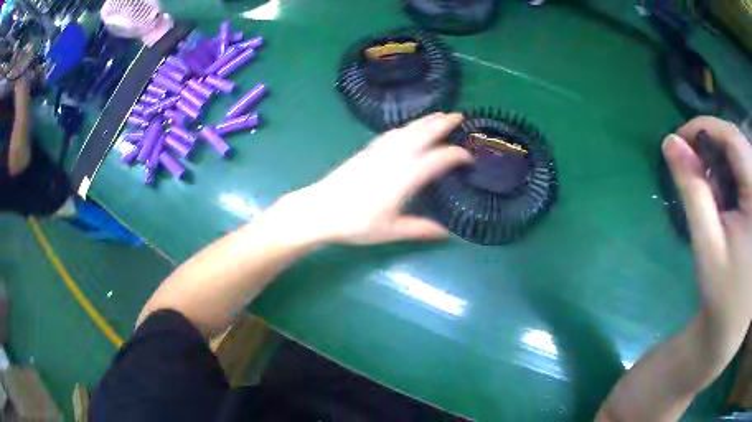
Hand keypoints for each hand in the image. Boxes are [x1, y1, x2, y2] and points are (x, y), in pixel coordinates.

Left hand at [269, 113, 472, 245]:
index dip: (456, 155)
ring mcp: (379, 151)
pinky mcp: (366, 151)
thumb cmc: (356, 222)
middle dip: (442, 123)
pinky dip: (405, 127)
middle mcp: (395, 157)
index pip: (438, 159)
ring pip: (407, 130)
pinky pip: (391, 133)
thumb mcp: (391, 230)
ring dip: (425, 121)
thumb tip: (446, 234)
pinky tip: (407, 128)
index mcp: (405, 176)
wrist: (320, 209)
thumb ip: (420, 229)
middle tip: (459, 115)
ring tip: (439, 114)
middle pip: (423, 134)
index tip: (469, 158)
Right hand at [663, 116, 751, 333]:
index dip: (705, 128)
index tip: (680, 139)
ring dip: (726, 162)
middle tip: (694, 168)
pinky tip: (729, 198)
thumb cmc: (722, 295)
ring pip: (745, 156)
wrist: (733, 330)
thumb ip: (693, 190)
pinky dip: (736, 175)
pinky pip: (750, 173)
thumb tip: (670, 142)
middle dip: (716, 147)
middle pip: (740, 144)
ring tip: (712, 188)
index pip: (733, 137)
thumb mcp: (707, 245)